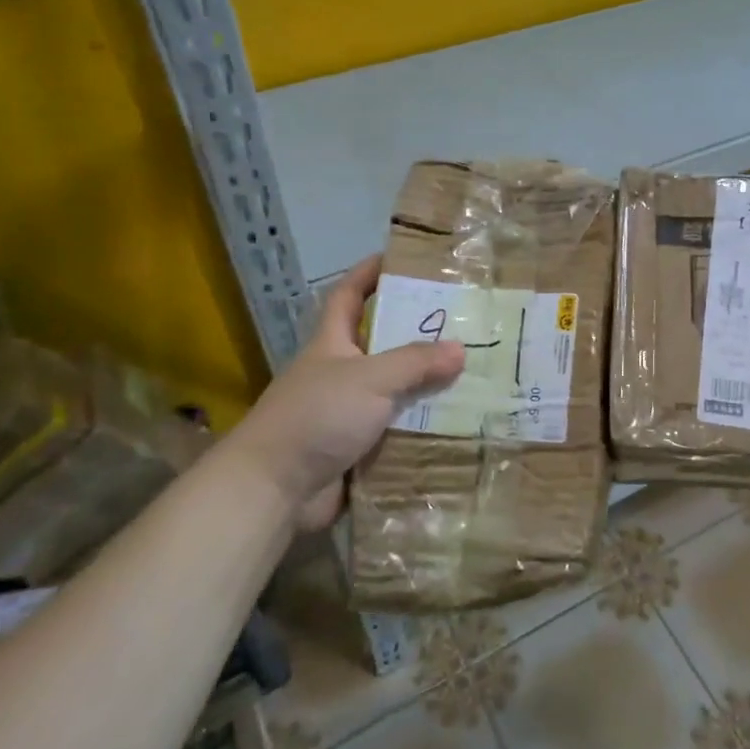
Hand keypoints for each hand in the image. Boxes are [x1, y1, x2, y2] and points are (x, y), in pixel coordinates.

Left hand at [232, 255, 464, 530]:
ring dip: (428, 385)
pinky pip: (398, 430)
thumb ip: (415, 362)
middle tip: (463, 322)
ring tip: (475, 373)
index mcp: (332, 344)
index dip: (369, 273)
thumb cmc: (316, 416)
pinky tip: (460, 423)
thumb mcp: (369, 379)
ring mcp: (348, 413)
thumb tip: (460, 349)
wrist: (274, 490)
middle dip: (418, 333)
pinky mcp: (358, 449)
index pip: (349, 296)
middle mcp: (340, 373)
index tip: (400, 258)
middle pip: (383, 344)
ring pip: (396, 390)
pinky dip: (423, 427)